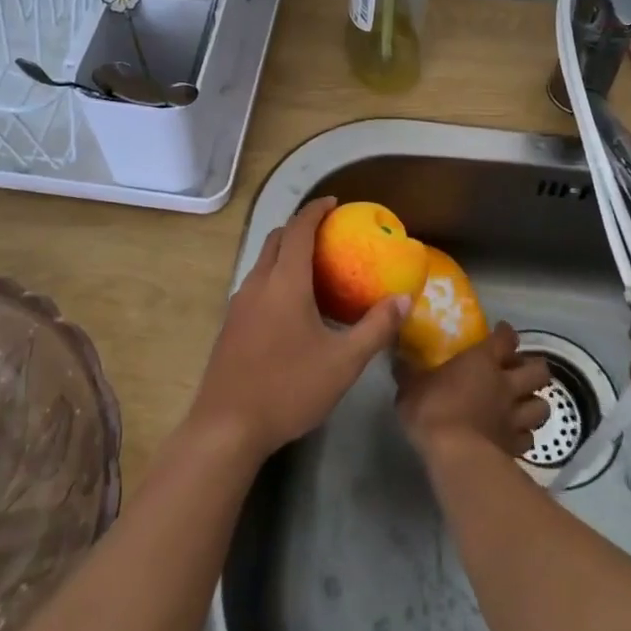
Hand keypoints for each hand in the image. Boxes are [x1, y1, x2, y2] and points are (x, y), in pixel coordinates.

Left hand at [189, 196, 407, 459]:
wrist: (227, 427)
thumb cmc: (289, 388)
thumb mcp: (343, 362)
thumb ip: (375, 328)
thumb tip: (404, 300)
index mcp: (285, 282)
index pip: (299, 229)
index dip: (316, 210)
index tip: (334, 203)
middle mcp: (258, 283)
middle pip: (277, 239)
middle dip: (300, 228)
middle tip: (328, 234)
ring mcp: (239, 304)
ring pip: (263, 262)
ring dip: (285, 253)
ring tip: (314, 268)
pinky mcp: (230, 325)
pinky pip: (256, 284)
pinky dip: (275, 276)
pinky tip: (291, 306)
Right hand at [396, 322, 551, 458]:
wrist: (455, 456)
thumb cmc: (432, 410)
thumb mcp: (410, 387)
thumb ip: (409, 372)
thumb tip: (399, 359)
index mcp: (483, 362)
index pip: (506, 339)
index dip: (506, 334)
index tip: (501, 332)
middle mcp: (506, 385)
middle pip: (538, 371)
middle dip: (533, 368)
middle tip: (518, 370)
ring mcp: (515, 418)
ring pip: (542, 406)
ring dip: (535, 403)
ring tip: (523, 404)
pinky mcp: (516, 447)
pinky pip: (529, 438)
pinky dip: (524, 435)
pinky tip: (513, 436)